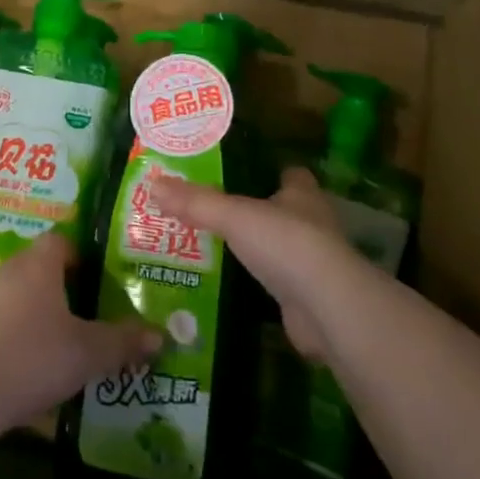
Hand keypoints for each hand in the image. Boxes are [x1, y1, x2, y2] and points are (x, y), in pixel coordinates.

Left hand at [0, 233, 162, 432]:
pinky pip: (2, 324)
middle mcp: (10, 272)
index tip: (99, 280)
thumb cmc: (34, 355)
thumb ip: (122, 342)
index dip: (81, 255)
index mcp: (39, 264)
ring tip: (65, 345)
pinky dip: (19, 338)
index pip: (60, 240)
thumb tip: (160, 336)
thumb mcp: (88, 352)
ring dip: (40, 315)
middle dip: (65, 289)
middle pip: (41, 268)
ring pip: (20, 297)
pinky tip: (33, 367)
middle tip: (90, 314)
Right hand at [150, 167, 358, 360]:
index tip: (239, 171)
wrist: (327, 308)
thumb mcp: (233, 216)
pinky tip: (229, 284)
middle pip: (282, 210)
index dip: (269, 170)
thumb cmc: (286, 244)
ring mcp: (312, 264)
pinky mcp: (306, 298)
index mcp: (301, 195)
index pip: (290, 174)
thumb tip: (152, 183)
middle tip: (213, 210)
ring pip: (279, 248)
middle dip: (255, 211)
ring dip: (255, 249)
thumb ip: (195, 202)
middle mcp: (312, 224)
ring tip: (212, 246)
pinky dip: (257, 284)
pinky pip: (276, 284)